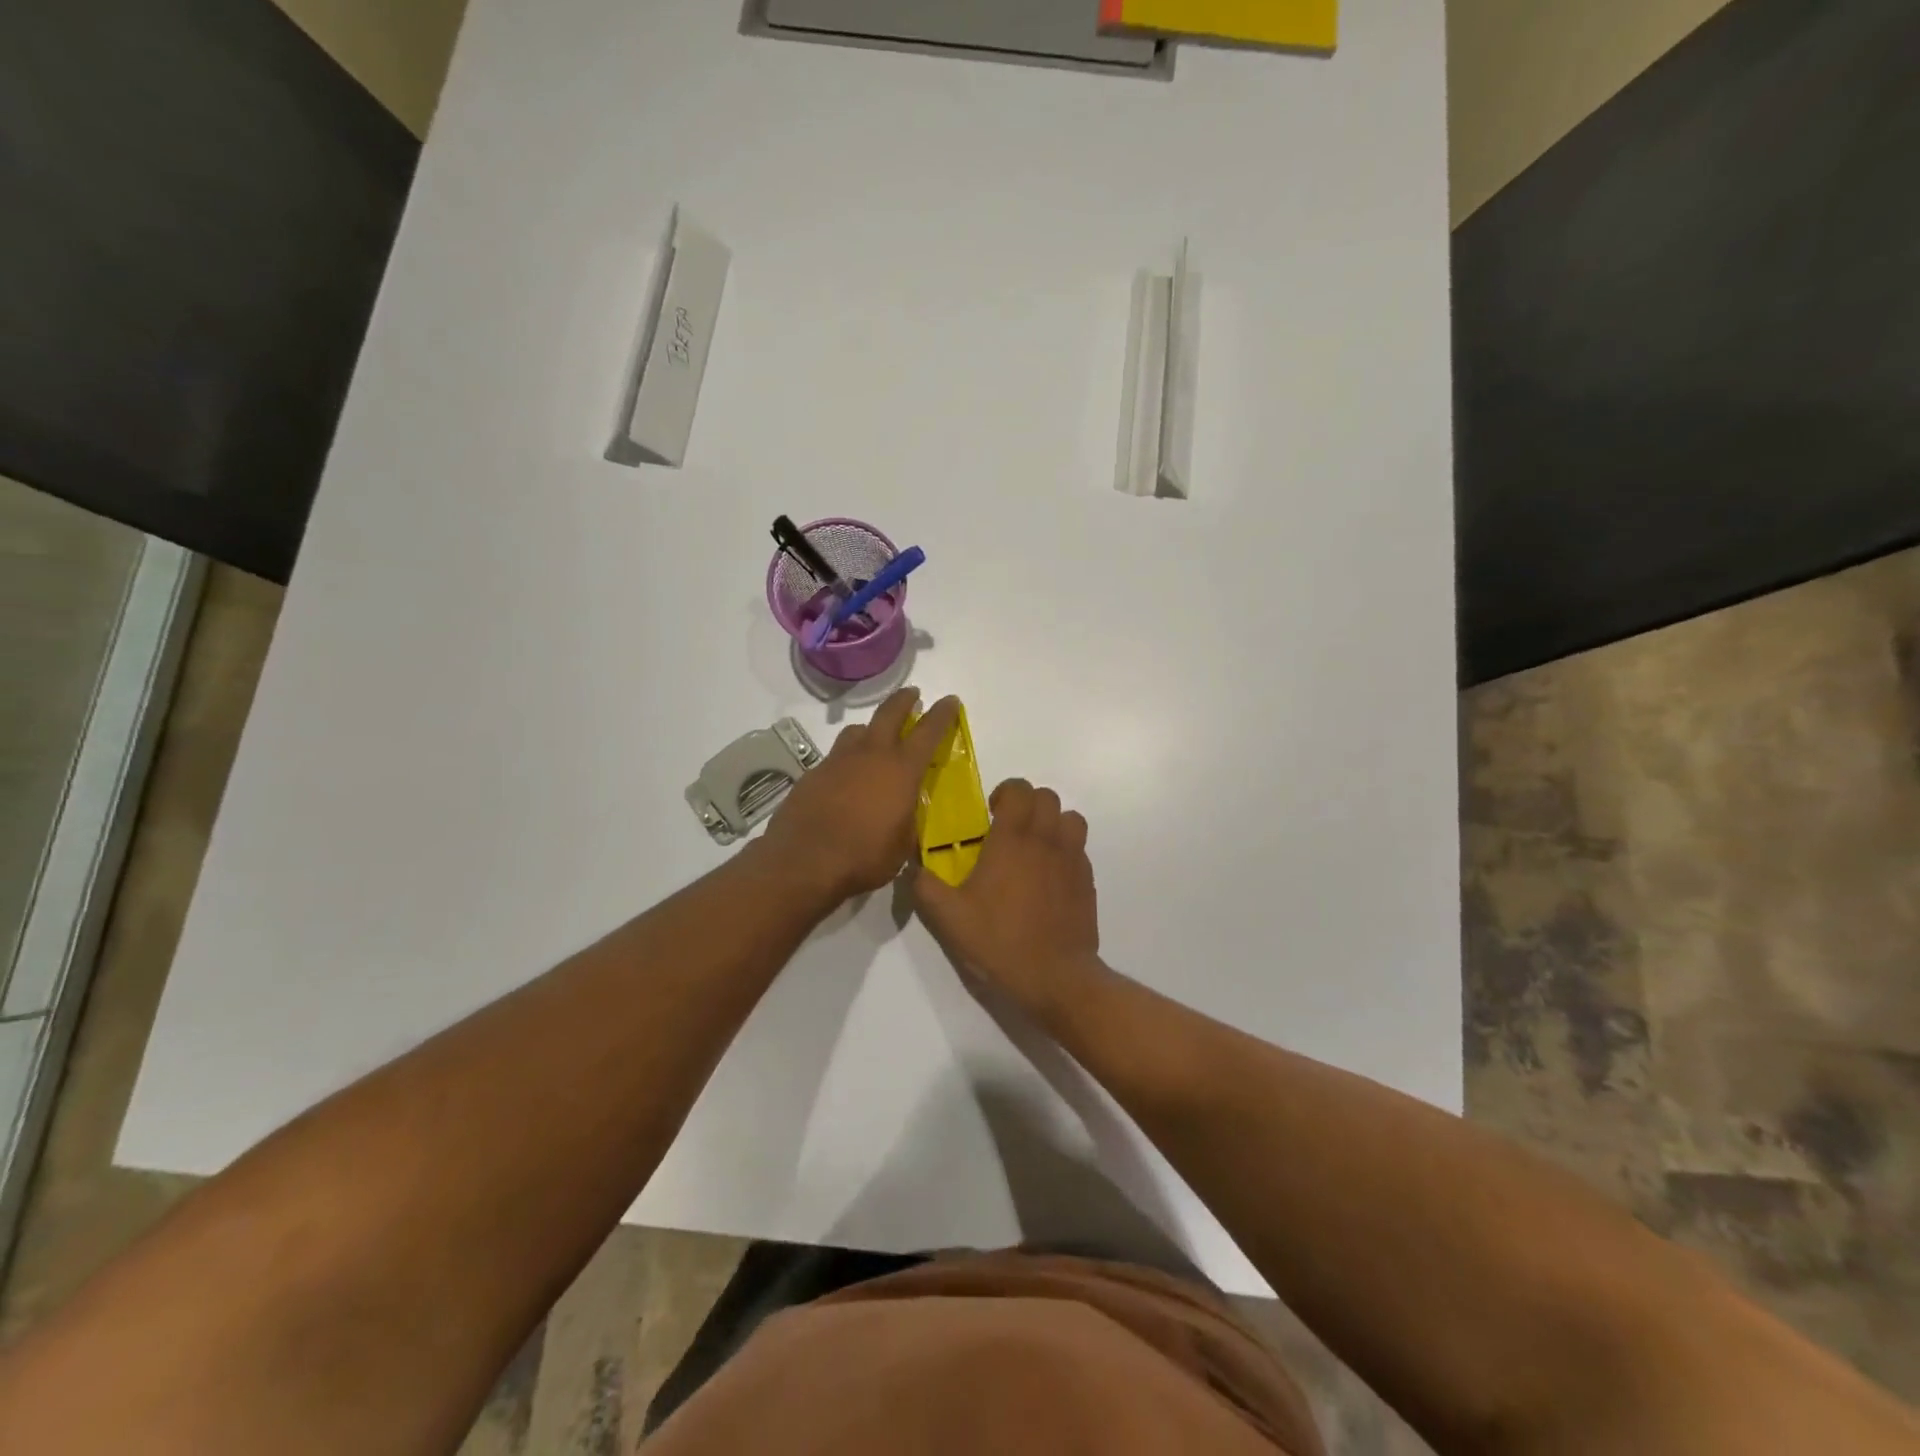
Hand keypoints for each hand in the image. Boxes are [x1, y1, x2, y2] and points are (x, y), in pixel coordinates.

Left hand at [760, 688, 959, 902]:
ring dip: (870, 729)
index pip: (928, 732)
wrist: (804, 861)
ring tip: (875, 739)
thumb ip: (908, 821)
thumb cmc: (864, 857)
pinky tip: (845, 779)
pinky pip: (835, 756)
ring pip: (857, 730)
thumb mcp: (902, 846)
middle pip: (889, 713)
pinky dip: (846, 760)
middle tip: (912, 695)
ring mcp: (838, 761)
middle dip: (903, 700)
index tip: (950, 700)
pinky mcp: (813, 774)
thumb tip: (905, 814)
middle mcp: (870, 755)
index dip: (942, 713)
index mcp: (901, 770)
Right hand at [914, 779, 1101, 1015]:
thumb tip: (912, 868)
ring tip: (1034, 848)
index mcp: (1013, 840)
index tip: (991, 814)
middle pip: (1048, 797)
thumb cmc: (999, 942)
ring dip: (1053, 823)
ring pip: (1071, 819)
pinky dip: (1066, 851)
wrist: (1056, 978)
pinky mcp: (1087, 882)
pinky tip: (1048, 879)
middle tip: (1009, 830)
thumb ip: (924, 887)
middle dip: (1028, 804)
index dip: (1006, 792)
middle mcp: (1047, 841)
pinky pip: (1080, 849)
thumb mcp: (949, 918)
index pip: (1020, 789)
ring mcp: (1072, 860)